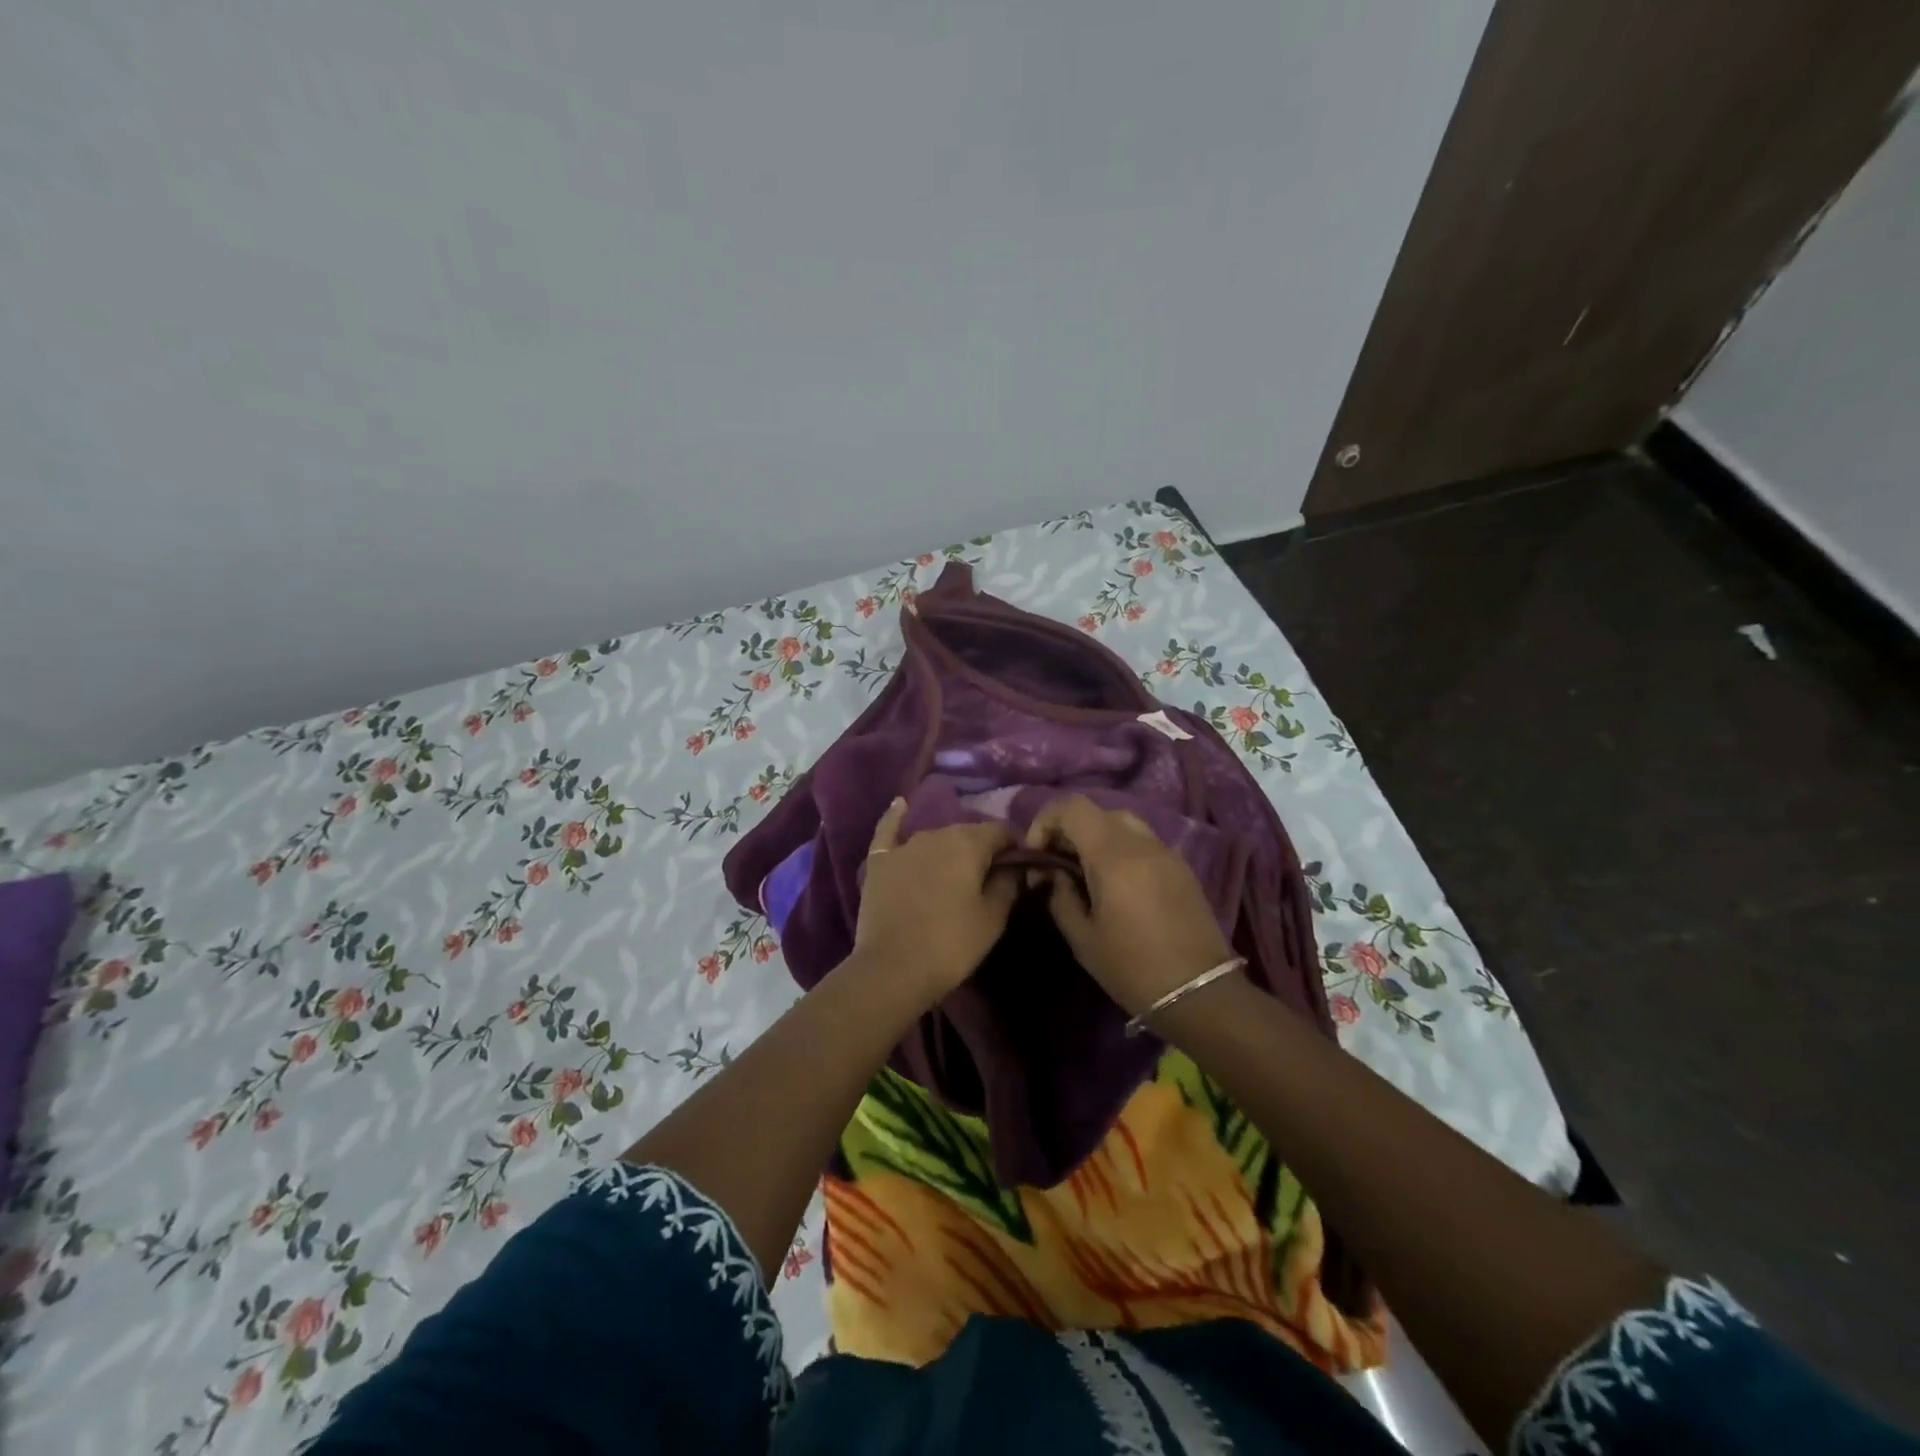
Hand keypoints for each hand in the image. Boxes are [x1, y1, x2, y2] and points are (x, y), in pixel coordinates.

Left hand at [853, 798, 1019, 1006]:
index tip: (1021, 866)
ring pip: (935, 837)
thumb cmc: (951, 944)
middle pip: (968, 833)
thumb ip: (1008, 884)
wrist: (893, 969)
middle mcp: (936, 833)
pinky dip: (896, 818)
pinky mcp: (879, 862)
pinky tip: (900, 805)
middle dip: (982, 849)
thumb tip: (1016, 866)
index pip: (1002, 831)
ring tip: (955, 871)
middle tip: (988, 877)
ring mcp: (904, 846)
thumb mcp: (993, 918)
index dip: (1015, 846)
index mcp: (969, 843)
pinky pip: (888, 831)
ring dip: (949, 848)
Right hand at [1025, 795, 1235, 1017]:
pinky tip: (1116, 885)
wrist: (1200, 993)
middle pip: (1097, 812)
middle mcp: (1142, 843)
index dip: (1046, 821)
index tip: (1037, 854)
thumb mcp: (1082, 938)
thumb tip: (1053, 874)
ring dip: (1097, 838)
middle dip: (1070, 830)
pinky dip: (1121, 850)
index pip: (1073, 807)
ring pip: (1123, 823)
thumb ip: (1060, 896)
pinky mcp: (1182, 868)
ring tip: (1085, 873)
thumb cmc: (1132, 968)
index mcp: (1113, 855)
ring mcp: (1167, 852)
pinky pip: (1143, 843)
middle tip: (1057, 864)